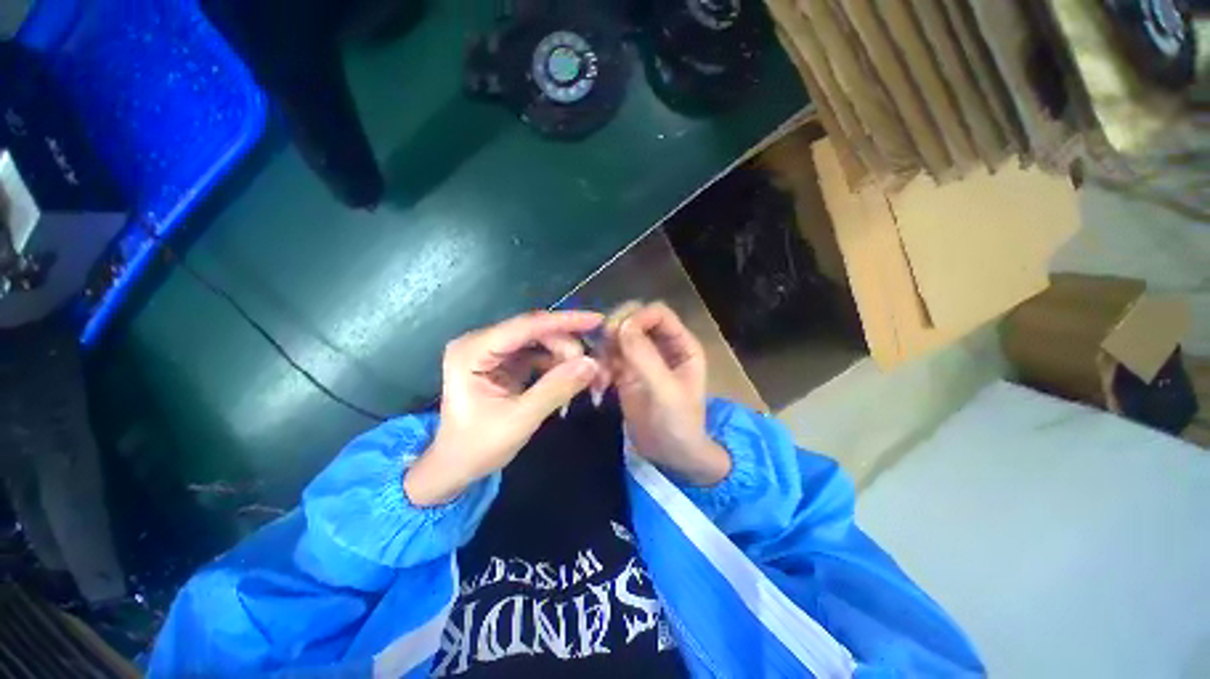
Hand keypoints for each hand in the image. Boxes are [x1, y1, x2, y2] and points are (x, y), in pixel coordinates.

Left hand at [405, 310, 603, 505]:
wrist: (456, 465)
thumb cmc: (478, 446)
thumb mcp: (520, 420)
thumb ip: (556, 389)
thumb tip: (592, 364)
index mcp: (473, 350)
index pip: (525, 326)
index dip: (564, 322)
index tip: (597, 320)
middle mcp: (481, 342)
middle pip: (535, 332)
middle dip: (567, 347)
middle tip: (592, 369)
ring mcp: (493, 350)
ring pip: (541, 341)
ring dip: (565, 356)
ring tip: (585, 377)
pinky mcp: (504, 361)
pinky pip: (539, 354)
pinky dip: (557, 364)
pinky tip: (571, 378)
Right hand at [607, 302, 730, 485]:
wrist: (669, 455)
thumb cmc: (678, 424)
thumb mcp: (665, 391)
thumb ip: (645, 357)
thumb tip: (621, 324)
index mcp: (681, 344)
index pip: (658, 313)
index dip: (638, 317)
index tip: (617, 333)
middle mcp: (661, 345)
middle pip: (635, 318)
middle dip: (617, 328)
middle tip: (603, 347)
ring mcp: (642, 357)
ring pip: (618, 335)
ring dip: (605, 348)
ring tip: (600, 373)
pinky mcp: (625, 371)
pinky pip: (609, 355)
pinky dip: (600, 364)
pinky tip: (599, 383)